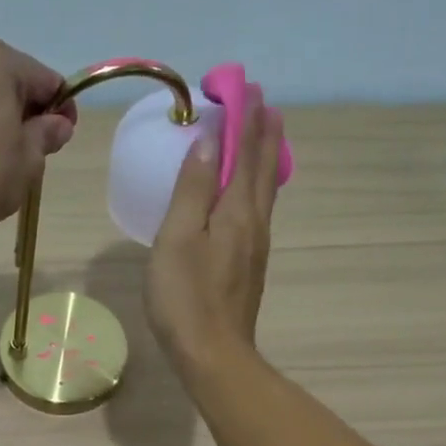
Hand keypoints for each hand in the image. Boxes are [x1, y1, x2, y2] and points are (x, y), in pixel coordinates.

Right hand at [147, 88, 284, 376]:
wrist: (214, 356)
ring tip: (265, 138)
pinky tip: (250, 195)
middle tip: (266, 104)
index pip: (246, 154)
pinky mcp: (249, 268)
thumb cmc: (186, 297)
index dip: (246, 121)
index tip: (249, 89)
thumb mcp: (178, 238)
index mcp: (236, 212)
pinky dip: (258, 188)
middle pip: (264, 170)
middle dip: (264, 135)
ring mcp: (255, 248)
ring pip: (265, 193)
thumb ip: (192, 190)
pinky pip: (258, 212)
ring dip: (266, 160)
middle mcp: (254, 224)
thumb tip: (209, 142)